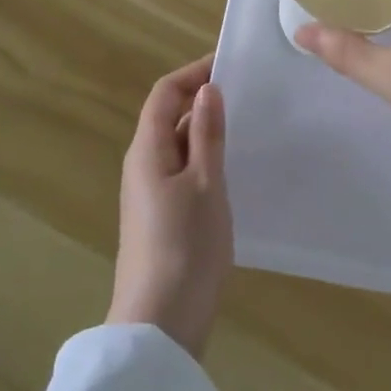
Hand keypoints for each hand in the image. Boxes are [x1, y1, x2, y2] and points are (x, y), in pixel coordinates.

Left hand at [107, 55, 233, 358]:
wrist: (161, 325)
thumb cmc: (185, 246)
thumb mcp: (205, 183)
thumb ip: (207, 134)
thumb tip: (208, 89)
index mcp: (147, 150)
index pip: (164, 93)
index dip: (193, 73)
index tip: (230, 65)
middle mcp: (142, 165)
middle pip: (168, 117)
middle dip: (202, 99)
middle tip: (247, 93)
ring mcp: (150, 193)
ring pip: (177, 146)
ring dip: (205, 130)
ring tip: (247, 125)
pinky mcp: (161, 217)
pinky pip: (182, 171)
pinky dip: (205, 158)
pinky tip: (233, 168)